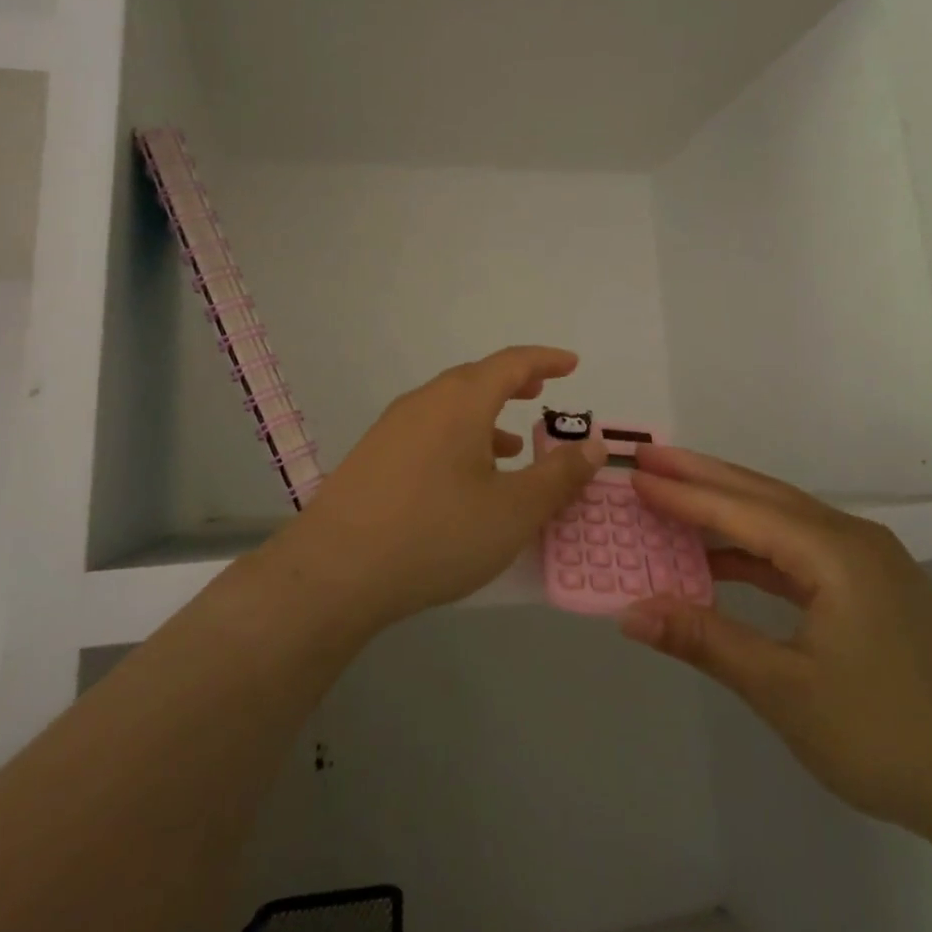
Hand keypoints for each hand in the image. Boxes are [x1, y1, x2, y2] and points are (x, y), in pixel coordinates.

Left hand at [274, 346, 605, 627]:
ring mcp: (393, 427)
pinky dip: (459, 438)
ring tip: (513, 446)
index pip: (512, 363)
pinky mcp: (373, 456)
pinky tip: (465, 479)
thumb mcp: (514, 510)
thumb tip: (595, 445)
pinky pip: (428, 431)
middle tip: (542, 393)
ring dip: (486, 416)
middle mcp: (425, 402)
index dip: (546, 360)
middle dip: (514, 384)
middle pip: (477, 379)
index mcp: (461, 401)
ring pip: (450, 408)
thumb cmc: (437, 532)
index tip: (572, 363)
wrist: (336, 570)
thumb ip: (560, 475)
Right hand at [619, 445, 931, 842]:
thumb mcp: (784, 691)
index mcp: (834, 552)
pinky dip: (756, 548)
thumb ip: (705, 640)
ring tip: (676, 498)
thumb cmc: (888, 736)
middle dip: (703, 476)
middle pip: (763, 495)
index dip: (682, 494)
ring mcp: (868, 562)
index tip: (634, 475)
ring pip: (783, 518)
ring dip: (729, 509)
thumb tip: (630, 613)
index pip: (740, 509)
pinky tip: (725, 560)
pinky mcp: (874, 588)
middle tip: (649, 460)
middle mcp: (852, 539)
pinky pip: (800, 550)